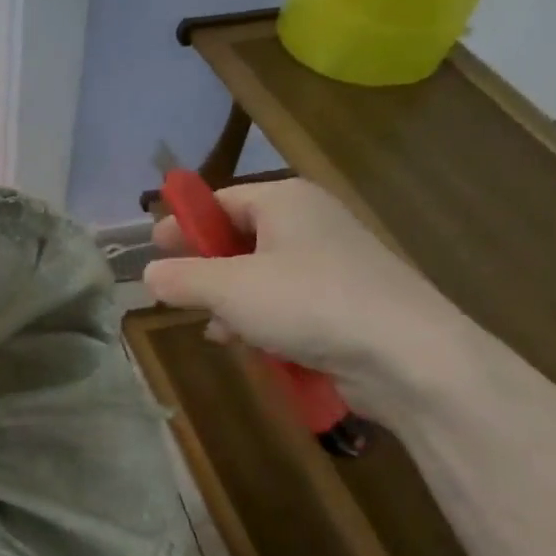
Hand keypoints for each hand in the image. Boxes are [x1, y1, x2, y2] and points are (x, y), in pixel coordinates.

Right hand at [142, 178, 476, 415]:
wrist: (406, 354)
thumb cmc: (308, 303)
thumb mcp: (229, 289)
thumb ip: (182, 279)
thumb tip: (149, 275)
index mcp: (285, 201)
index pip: (221, 201)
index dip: (184, 224)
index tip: (154, 247)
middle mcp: (310, 223)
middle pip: (240, 238)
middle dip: (206, 269)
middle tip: (176, 293)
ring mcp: (332, 263)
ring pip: (262, 275)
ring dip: (231, 301)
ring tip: (213, 328)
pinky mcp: (344, 302)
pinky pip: (288, 302)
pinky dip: (263, 319)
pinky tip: (250, 344)